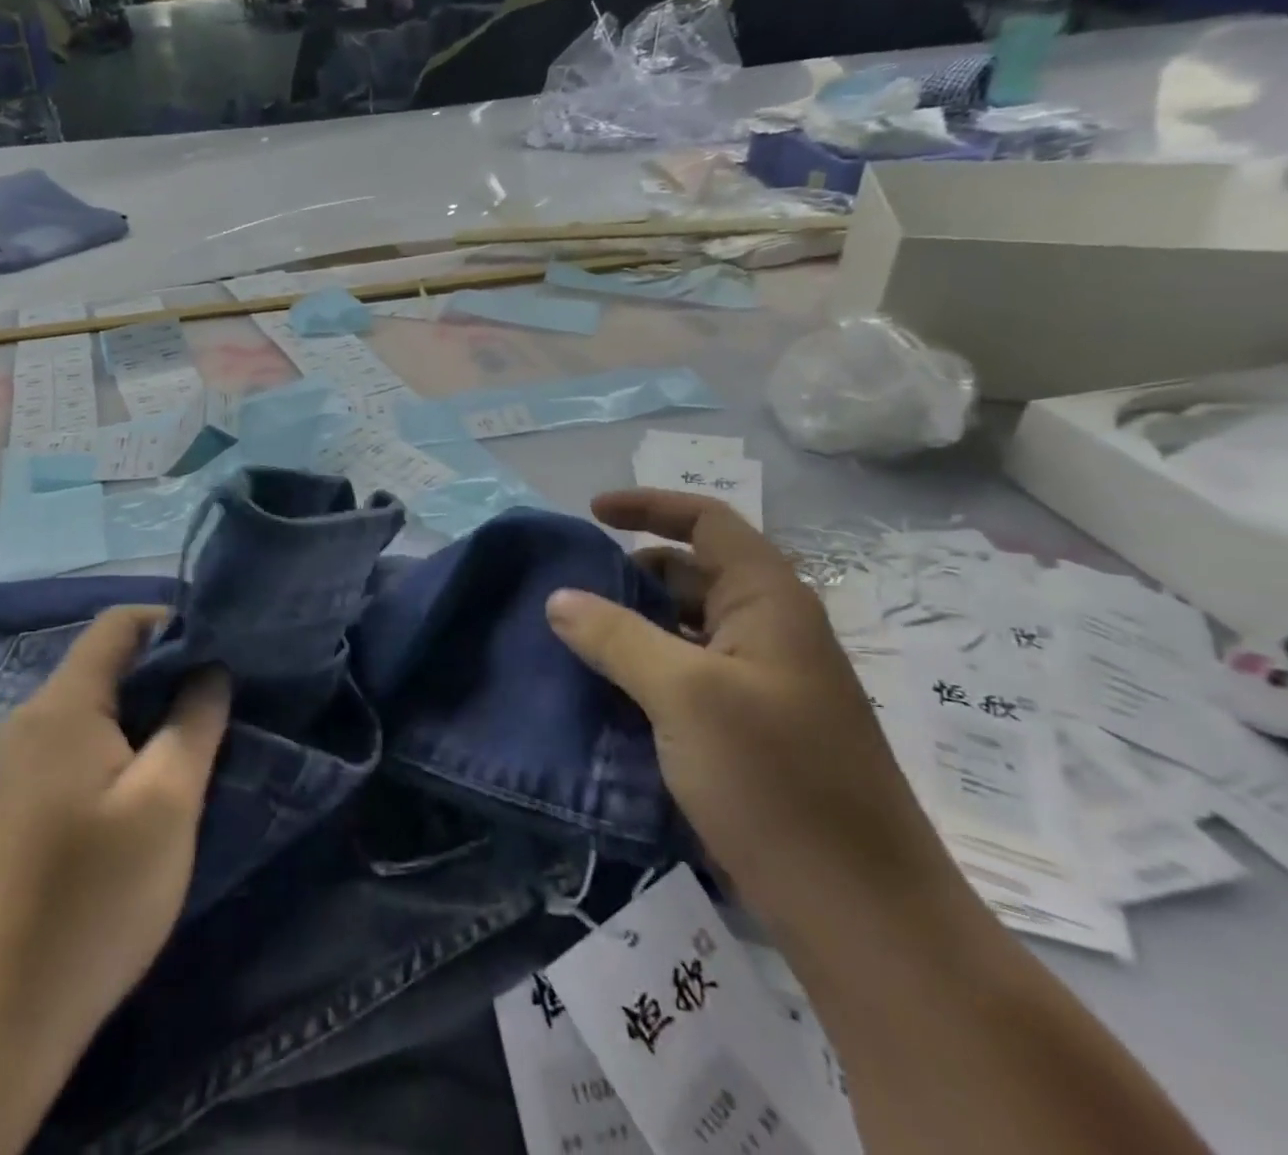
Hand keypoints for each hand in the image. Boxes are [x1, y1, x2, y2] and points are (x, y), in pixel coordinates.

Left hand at [0, 606, 230, 1060]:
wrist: (0, 1018)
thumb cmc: (96, 894)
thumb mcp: (168, 799)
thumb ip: (195, 719)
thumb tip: (210, 669)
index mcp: (61, 705)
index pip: (118, 624)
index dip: (172, 623)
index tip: (220, 650)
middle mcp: (29, 719)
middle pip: (105, 664)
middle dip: (165, 672)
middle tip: (218, 702)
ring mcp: (16, 763)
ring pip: (93, 707)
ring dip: (145, 713)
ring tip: (193, 742)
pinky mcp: (16, 802)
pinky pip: (76, 745)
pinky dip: (119, 745)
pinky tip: (147, 785)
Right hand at [545, 490, 966, 945]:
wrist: (864, 915)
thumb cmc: (778, 782)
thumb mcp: (685, 696)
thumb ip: (616, 637)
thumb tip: (558, 598)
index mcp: (769, 602)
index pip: (707, 522)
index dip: (650, 506)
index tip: (591, 512)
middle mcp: (770, 631)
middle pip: (692, 573)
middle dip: (630, 573)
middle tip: (569, 591)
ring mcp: (763, 684)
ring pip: (685, 629)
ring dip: (632, 626)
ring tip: (572, 639)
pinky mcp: (752, 730)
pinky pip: (686, 676)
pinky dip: (644, 669)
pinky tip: (603, 692)